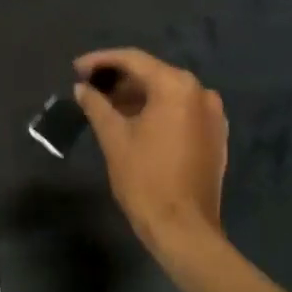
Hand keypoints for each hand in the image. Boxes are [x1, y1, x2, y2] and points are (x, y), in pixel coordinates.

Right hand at [73, 49, 227, 262]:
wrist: (184, 230)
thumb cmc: (145, 179)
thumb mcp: (114, 137)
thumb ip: (96, 105)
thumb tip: (82, 88)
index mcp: (177, 86)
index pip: (133, 60)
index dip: (101, 61)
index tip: (76, 68)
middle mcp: (200, 92)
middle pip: (152, 74)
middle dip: (118, 79)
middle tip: (88, 86)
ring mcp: (212, 115)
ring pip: (167, 93)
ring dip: (136, 95)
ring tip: (104, 104)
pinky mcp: (214, 136)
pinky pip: (180, 110)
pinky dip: (156, 110)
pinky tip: (132, 121)